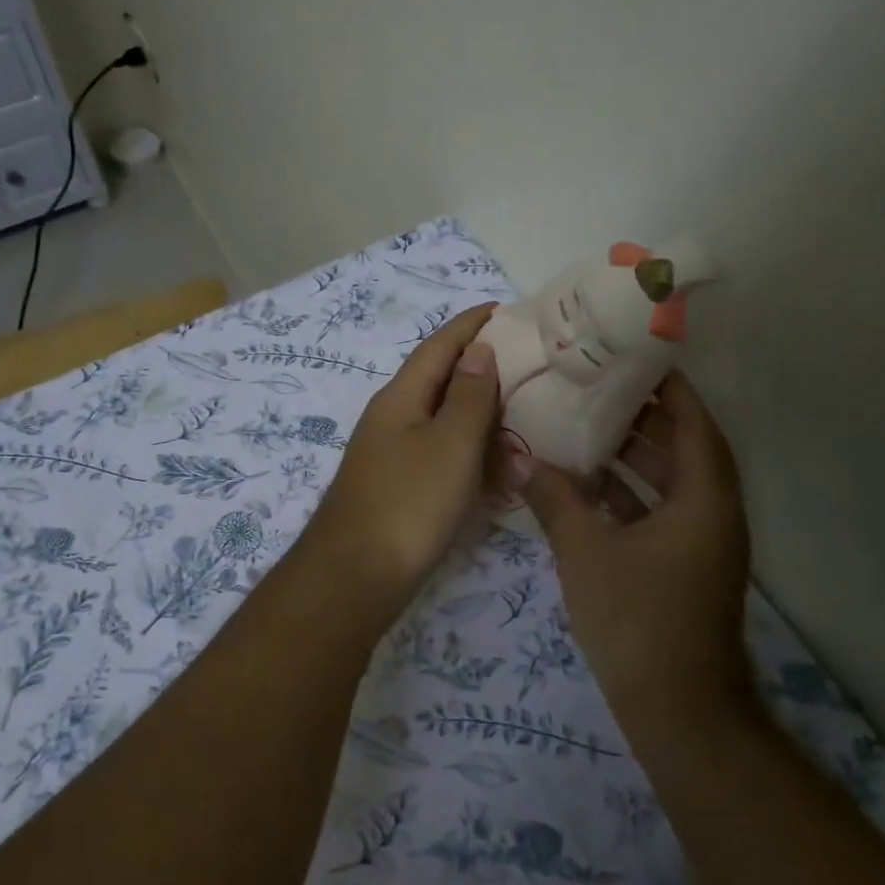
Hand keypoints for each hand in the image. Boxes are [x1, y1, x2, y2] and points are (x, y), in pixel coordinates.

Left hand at [305, 304, 503, 603]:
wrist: (356, 576)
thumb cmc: (409, 503)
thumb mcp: (450, 444)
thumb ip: (468, 395)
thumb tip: (478, 350)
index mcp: (401, 397)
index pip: (439, 345)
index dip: (470, 324)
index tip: (504, 308)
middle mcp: (392, 418)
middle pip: (439, 379)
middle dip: (480, 367)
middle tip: (527, 363)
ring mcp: (393, 455)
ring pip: (442, 419)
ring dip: (479, 413)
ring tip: (522, 409)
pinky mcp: (399, 488)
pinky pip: (441, 455)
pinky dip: (470, 452)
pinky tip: (496, 465)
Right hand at [523, 372, 753, 726]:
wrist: (678, 711)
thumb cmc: (638, 619)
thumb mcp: (586, 551)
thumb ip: (554, 499)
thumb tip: (520, 458)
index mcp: (704, 497)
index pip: (693, 421)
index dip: (667, 386)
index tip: (632, 357)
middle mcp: (712, 512)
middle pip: (684, 447)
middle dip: (643, 416)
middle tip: (595, 386)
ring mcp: (701, 543)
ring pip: (670, 482)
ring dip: (634, 457)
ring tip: (584, 427)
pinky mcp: (684, 568)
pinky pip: (659, 512)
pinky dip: (629, 495)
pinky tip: (586, 487)